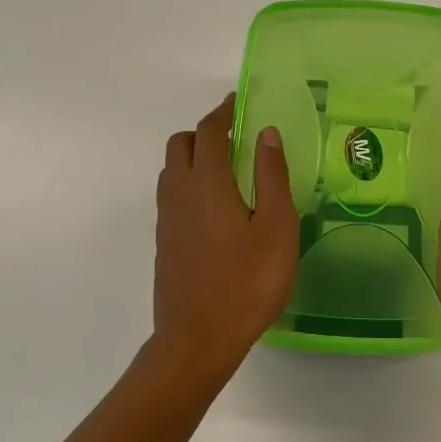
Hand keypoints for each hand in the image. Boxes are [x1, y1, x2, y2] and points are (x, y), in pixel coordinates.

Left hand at [152, 94, 298, 378]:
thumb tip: (266, 133)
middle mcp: (179, 192)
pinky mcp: (165, 241)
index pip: (209, 131)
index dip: (224, 112)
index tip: (239, 102)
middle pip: (181, 144)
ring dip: (194, 157)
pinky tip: (216, 207)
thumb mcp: (276, 227)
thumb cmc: (248, 282)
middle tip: (237, 139)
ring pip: (171, 169)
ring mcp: (167, 218)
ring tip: (228, 170)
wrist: (197, 339)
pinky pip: (172, 194)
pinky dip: (189, 182)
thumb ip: (272, 176)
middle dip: (206, 132)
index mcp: (207, 182)